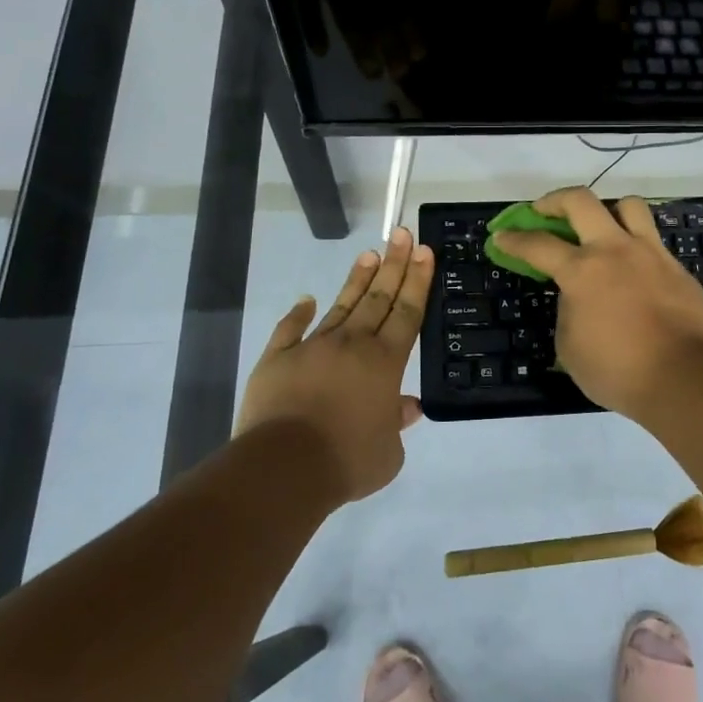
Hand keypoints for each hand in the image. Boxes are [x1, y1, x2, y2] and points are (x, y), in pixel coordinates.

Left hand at [234, 227, 433, 501]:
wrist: (284, 467)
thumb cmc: (346, 461)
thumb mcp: (388, 453)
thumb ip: (398, 424)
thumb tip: (408, 407)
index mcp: (385, 362)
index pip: (408, 312)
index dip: (418, 281)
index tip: (424, 251)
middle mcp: (353, 344)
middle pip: (379, 298)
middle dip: (394, 264)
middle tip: (403, 234)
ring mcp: (313, 347)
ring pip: (341, 305)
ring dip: (357, 279)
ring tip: (370, 253)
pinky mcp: (277, 359)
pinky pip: (290, 329)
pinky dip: (298, 313)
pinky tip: (307, 299)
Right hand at [488, 187, 702, 425]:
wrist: (681, 378)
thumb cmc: (617, 370)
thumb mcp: (570, 346)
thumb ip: (568, 311)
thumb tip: (576, 296)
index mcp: (582, 271)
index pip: (538, 245)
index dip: (514, 239)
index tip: (502, 236)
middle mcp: (614, 250)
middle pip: (581, 201)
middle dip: (554, 200)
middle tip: (544, 211)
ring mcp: (650, 253)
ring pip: (628, 205)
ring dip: (607, 210)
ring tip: (600, 227)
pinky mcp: (676, 267)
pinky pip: (653, 241)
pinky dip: (636, 246)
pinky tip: (633, 269)